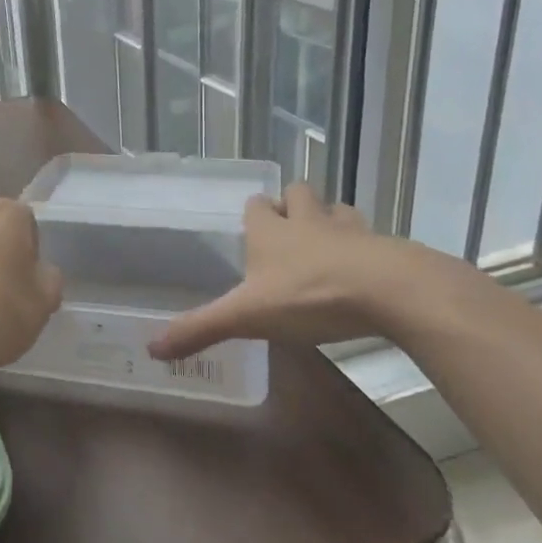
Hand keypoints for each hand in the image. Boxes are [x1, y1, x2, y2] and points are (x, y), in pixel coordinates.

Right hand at [150, 185, 442, 361]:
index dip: (255, 212)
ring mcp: (350, 230)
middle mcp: (308, 220)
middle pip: (298, 193)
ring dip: (330, 221)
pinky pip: (373, 238)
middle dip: (293, 204)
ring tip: (327, 246)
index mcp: (271, 231)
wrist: (389, 291)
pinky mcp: (386, 247)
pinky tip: (364, 271)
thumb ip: (201, 329)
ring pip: (337, 210)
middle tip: (289, 231)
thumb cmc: (309, 295)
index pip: (256, 204)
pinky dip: (366, 248)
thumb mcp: (247, 317)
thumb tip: (152, 349)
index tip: (252, 227)